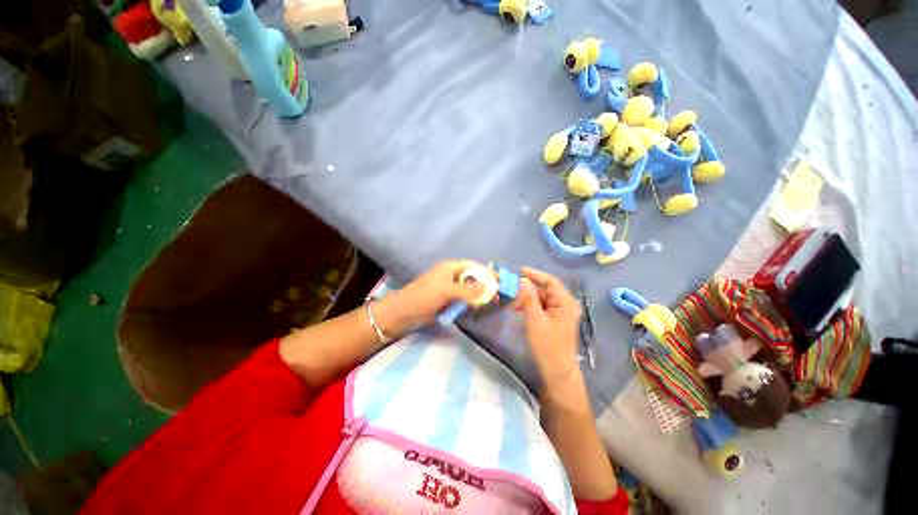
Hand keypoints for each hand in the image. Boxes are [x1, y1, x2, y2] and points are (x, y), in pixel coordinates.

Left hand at [373, 260, 486, 337]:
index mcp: (450, 268)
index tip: (499, 280)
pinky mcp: (446, 299)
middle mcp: (450, 275)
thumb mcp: (446, 292)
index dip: (486, 272)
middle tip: (497, 295)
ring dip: (478, 295)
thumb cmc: (424, 297)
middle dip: (484, 285)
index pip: (472, 266)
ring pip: (468, 289)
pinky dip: (470, 303)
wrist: (403, 314)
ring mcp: (448, 288)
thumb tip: (490, 288)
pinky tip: (477, 308)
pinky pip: (462, 299)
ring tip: (490, 303)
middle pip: (472, 277)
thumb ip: (468, 290)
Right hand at [514, 267, 581, 383]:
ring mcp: (560, 313)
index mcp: (565, 302)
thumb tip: (522, 280)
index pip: (550, 281)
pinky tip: (520, 310)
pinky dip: (530, 306)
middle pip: (546, 289)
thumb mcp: (535, 320)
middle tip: (512, 287)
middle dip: (528, 288)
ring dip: (528, 298)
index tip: (518, 271)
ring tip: (513, 301)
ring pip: (542, 298)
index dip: (535, 274)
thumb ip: (529, 298)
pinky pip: (542, 307)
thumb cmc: (548, 346)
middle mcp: (565, 304)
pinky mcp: (555, 320)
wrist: (557, 372)